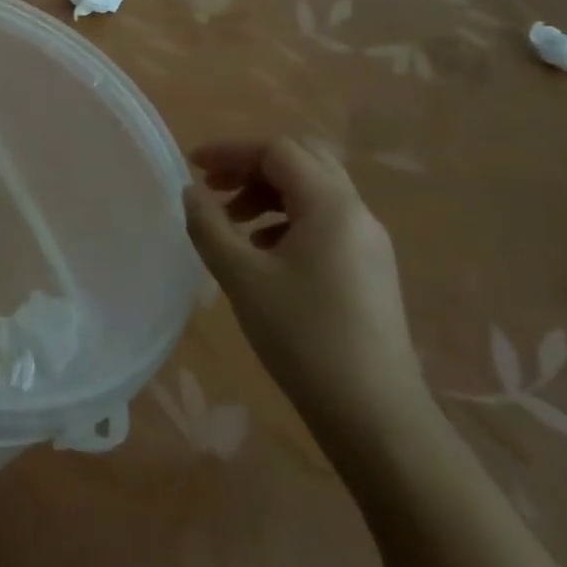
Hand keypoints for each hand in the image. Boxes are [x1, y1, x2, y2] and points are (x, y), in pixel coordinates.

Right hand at [184, 138, 431, 451]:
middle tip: (215, 186)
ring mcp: (368, 242)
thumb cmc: (304, 338)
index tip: (194, 167)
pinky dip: (288, 218)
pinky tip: (262, 252)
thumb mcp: (242, 277)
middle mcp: (356, 212)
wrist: (376, 416)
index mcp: (331, 205)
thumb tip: (191, 192)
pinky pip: (325, 220)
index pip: (278, 150)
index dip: (232, 150)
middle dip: (252, 165)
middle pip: (303, 160)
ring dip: (269, 192)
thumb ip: (209, 225)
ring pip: (314, 190)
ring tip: (231, 221)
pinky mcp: (369, 269)